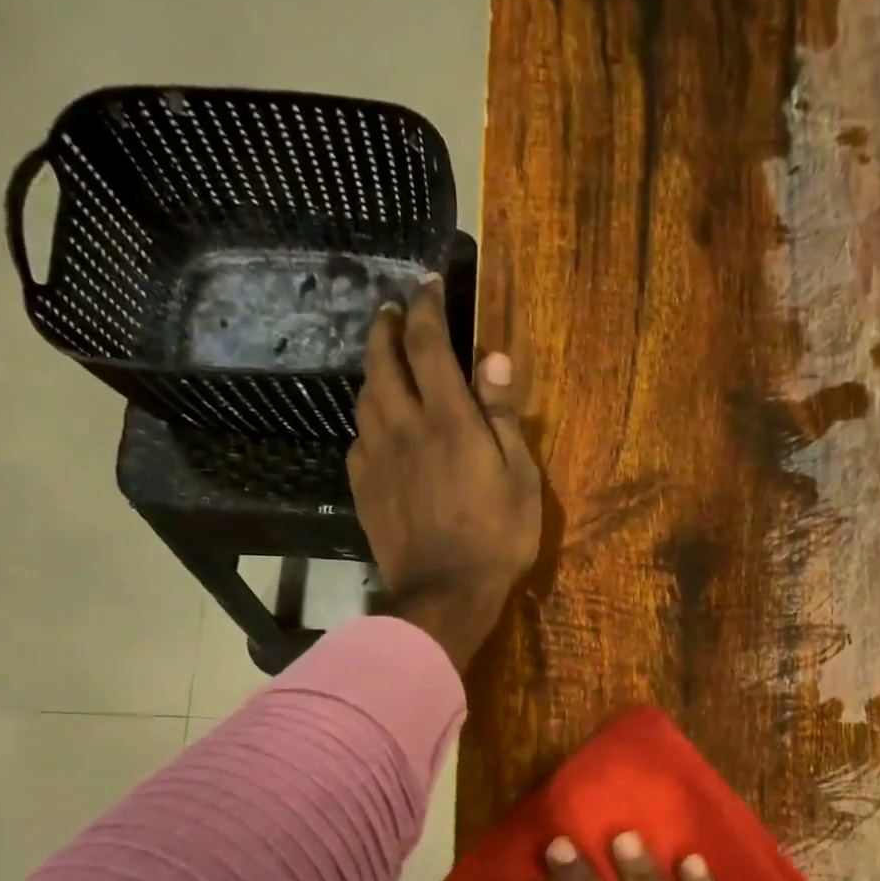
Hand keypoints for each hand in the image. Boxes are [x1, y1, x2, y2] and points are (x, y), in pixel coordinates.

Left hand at [350, 279, 540, 667]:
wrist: (445, 594)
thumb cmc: (498, 538)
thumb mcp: (520, 478)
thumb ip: (503, 416)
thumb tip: (494, 358)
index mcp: (449, 421)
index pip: (428, 345)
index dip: (427, 308)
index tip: (428, 285)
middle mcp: (405, 427)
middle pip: (384, 361)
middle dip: (387, 327)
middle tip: (394, 311)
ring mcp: (378, 458)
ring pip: (365, 397)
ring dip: (374, 369)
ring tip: (385, 361)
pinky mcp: (363, 487)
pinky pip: (359, 439)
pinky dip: (368, 420)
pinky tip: (378, 426)